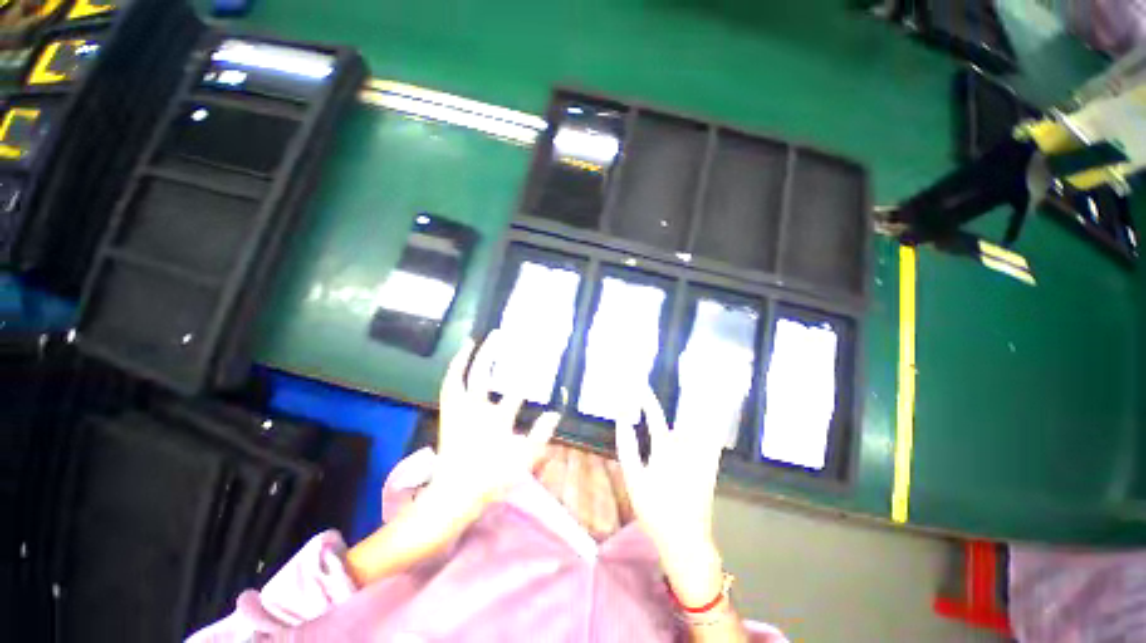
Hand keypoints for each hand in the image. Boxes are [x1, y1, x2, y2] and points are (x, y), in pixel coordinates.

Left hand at [428, 331, 559, 518]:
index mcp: (496, 421)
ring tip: (475, 340)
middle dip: (491, 352)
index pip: (516, 392)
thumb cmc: (491, 478)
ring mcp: (458, 412)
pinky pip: (448, 387)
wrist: (454, 495)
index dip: (529, 373)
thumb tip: (555, 413)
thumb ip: (540, 437)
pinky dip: (453, 372)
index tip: (540, 356)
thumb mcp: (523, 461)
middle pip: (482, 375)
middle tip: (499, 334)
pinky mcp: (448, 415)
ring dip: (467, 358)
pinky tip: (459, 363)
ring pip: (460, 377)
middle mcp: (475, 410)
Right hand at [614, 385, 728, 605]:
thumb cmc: (655, 509)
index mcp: (665, 450)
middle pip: (687, 413)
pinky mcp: (712, 466)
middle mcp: (687, 448)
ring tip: (706, 383)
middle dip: (688, 391)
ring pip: (705, 422)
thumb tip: (622, 421)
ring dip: (704, 402)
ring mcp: (702, 457)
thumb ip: (627, 447)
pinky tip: (718, 414)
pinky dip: (715, 423)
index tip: (640, 384)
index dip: (647, 399)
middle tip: (690, 372)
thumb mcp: (634, 479)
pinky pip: (715, 438)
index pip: (655, 416)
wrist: (686, 539)